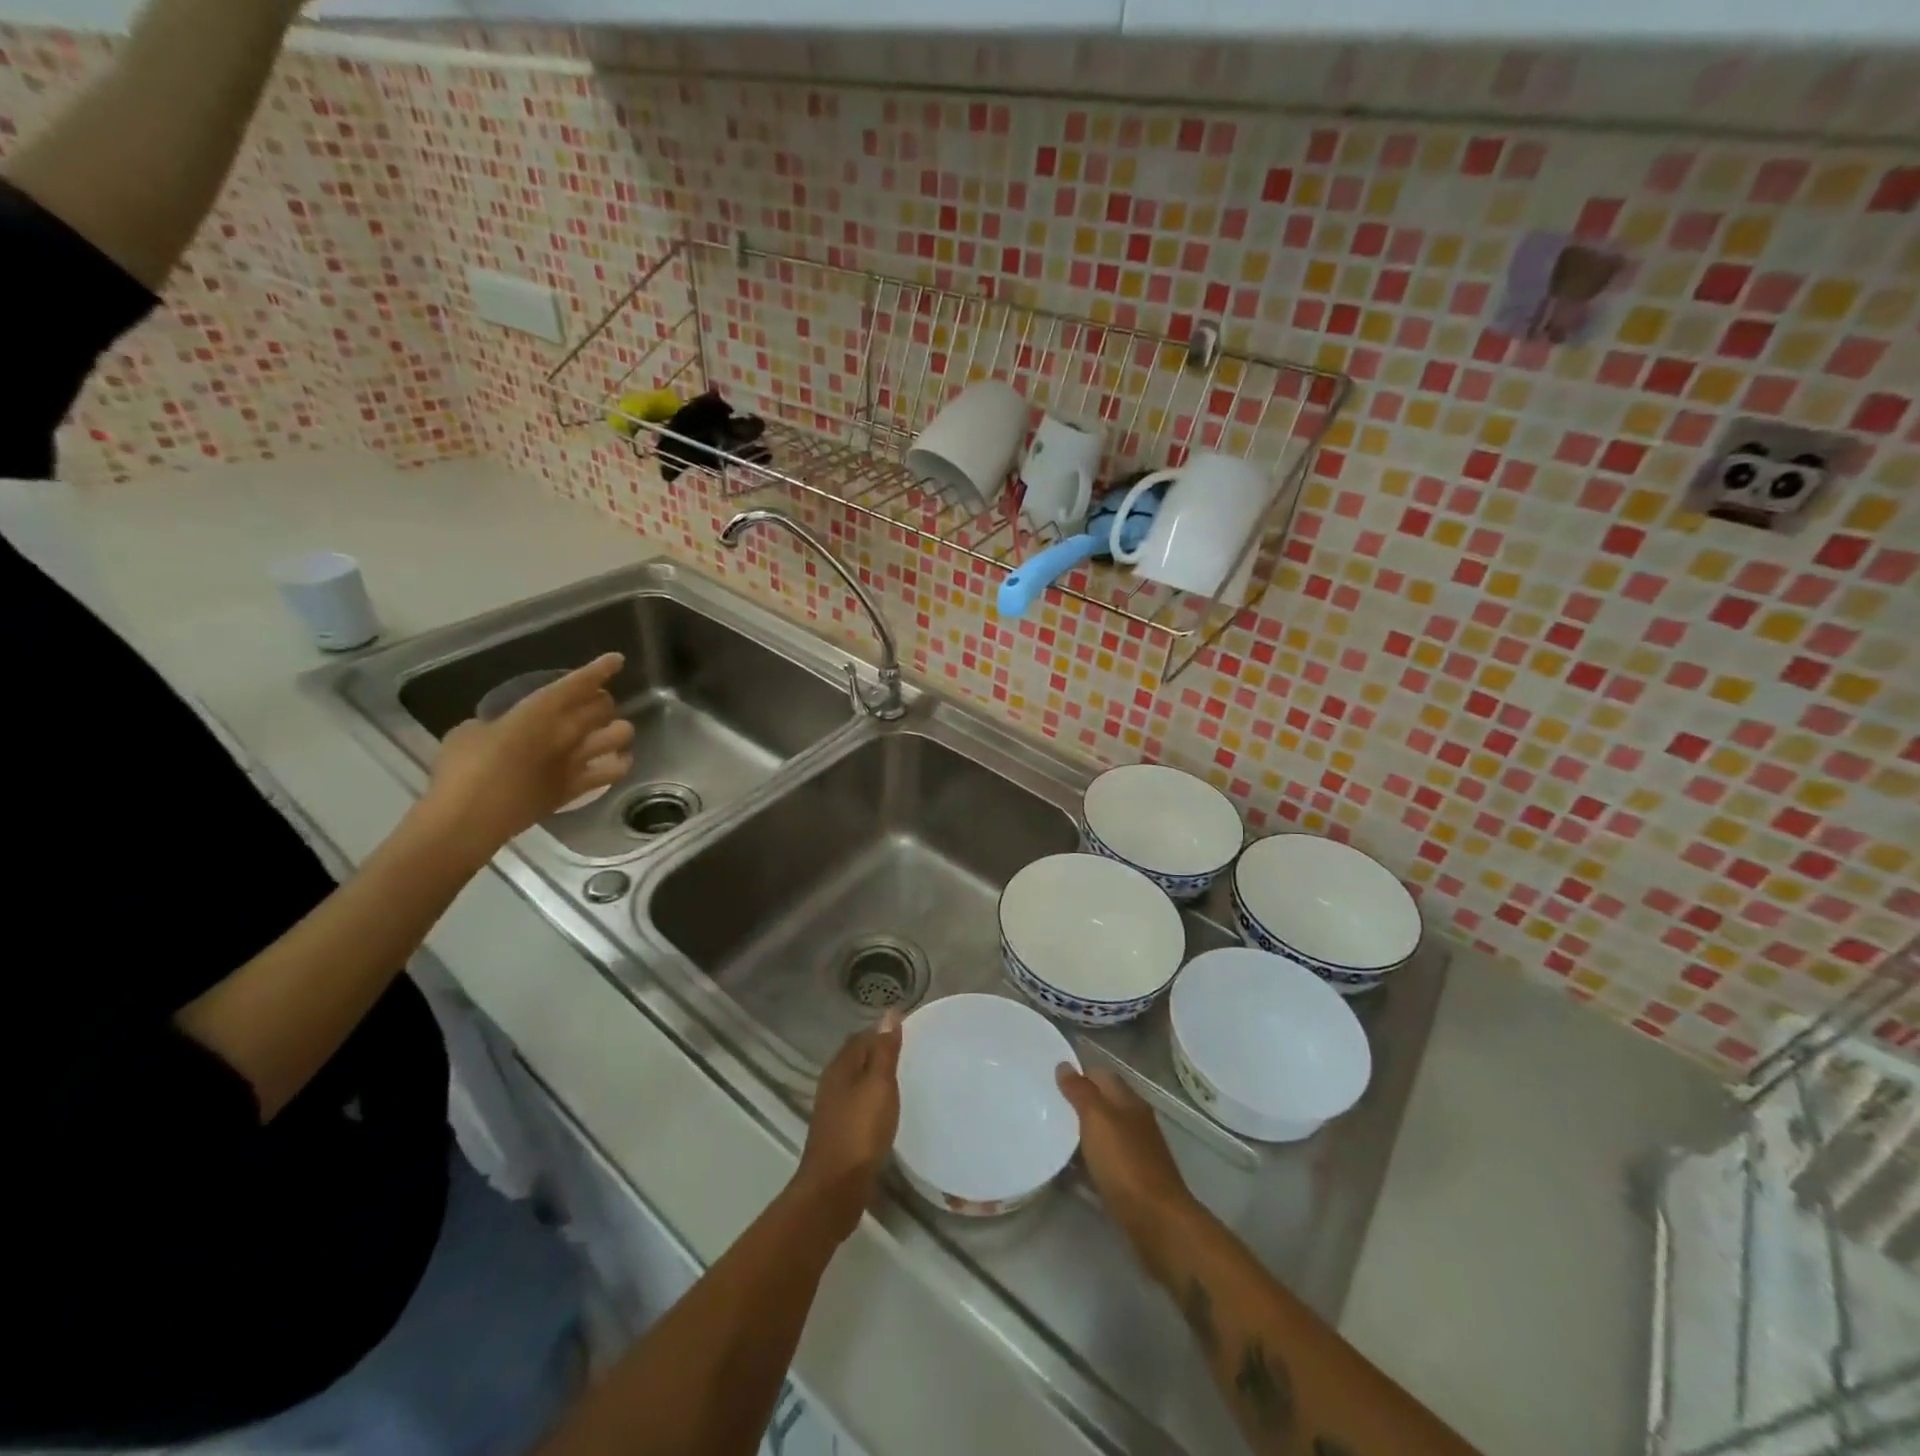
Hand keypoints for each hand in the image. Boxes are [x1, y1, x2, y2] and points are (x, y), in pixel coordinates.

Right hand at [422, 654, 634, 857]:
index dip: (600, 670)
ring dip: (617, 729)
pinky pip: (614, 772)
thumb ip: (496, 724)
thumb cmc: (462, 770)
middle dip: (602, 701)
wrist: (470, 818)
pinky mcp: (578, 788)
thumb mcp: (470, 732)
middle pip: (604, 707)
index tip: (616, 660)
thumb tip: (503, 731)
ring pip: (620, 735)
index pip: (578, 684)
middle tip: (592, 703)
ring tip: (606, 732)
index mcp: (539, 711)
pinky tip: (615, 761)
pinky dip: (619, 763)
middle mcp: (566, 732)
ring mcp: (577, 761)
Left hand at [793, 1012, 902, 1241]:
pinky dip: (873, 1100)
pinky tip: (888, 1110)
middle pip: (857, 1058)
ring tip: (904, 1079)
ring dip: (876, 1078)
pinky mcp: (839, 1132)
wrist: (835, 1189)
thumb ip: (885, 1051)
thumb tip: (889, 1013)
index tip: (909, 1033)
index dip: (882, 1032)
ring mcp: (833, 1110)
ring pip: (857, 1082)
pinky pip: (859, 1104)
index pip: (861, 1037)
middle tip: (911, 1054)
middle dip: (879, 1053)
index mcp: (840, 1067)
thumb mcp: (879, 1086)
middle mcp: (833, 1083)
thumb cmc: (860, 1131)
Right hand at [1057, 1064, 1198, 1280]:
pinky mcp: (1131, 1182)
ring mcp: (1135, 1153)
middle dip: (1076, 1102)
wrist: (1157, 1222)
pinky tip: (1067, 1168)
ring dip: (1080, 1132)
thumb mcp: (1098, 1120)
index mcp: (1129, 1101)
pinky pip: (1103, 1162)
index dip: (1078, 1072)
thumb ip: (1081, 1092)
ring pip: (1102, 1133)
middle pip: (1103, 1104)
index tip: (1050, 1076)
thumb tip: (1064, 1065)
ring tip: (1049, 1133)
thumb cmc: (1125, 1164)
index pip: (1102, 1075)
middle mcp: (1134, 1122)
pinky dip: (1086, 1160)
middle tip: (1044, 1105)